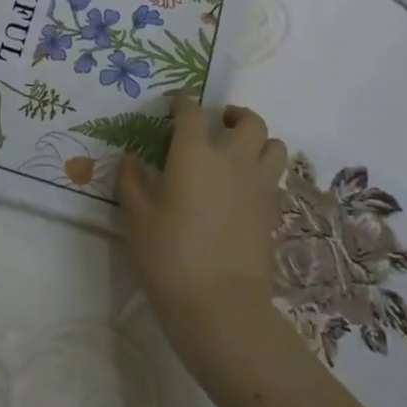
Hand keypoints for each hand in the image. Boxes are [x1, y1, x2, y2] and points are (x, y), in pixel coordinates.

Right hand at [117, 94, 288, 373]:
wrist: (220, 305)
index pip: (192, 111)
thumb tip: (130, 159)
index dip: (184, 101)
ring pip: (274, 145)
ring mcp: (258, 185)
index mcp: (194, 153)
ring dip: (258, 141)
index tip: (177, 103)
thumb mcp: (137, 218)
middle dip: (233, 115)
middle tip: (218, 123)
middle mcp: (232, 159)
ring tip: (240, 152)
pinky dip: (263, 172)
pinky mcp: (273, 211)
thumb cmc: (169, 257)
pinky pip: (276, 177)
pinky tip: (245, 188)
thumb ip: (132, 182)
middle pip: (248, 120)